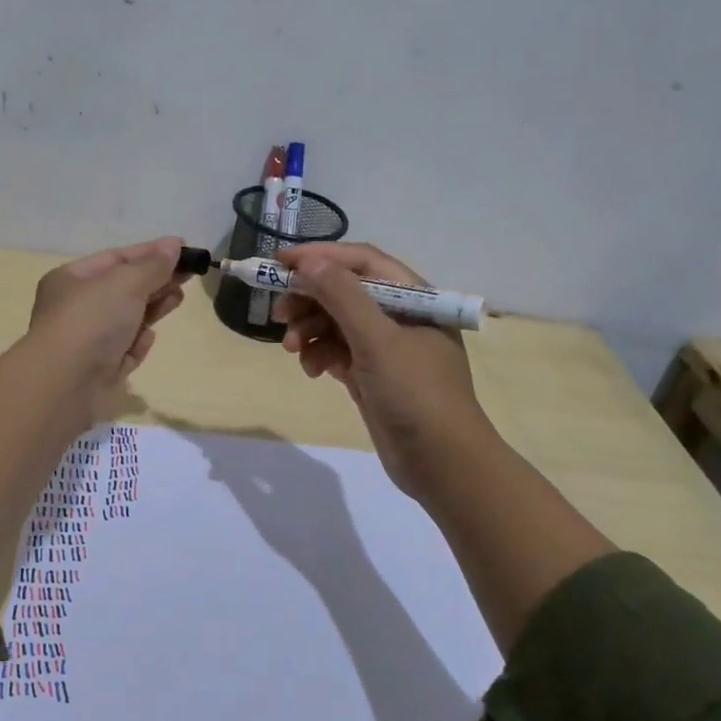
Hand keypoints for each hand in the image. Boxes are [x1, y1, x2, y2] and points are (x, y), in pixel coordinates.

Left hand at [26, 236, 188, 422]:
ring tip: (178, 298)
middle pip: (124, 288)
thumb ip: (153, 265)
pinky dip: (138, 343)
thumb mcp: (125, 283)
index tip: (183, 248)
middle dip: (156, 280)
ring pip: (127, 319)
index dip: (150, 252)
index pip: (116, 258)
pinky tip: (149, 338)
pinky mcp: (99, 371)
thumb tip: (174, 246)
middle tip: (189, 274)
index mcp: (71, 279)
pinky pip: (124, 350)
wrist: (65, 384)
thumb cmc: (91, 321)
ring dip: (153, 308)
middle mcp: (76, 308)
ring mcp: (87, 341)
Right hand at [274, 242, 491, 503]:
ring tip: (292, 348)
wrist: (443, 465)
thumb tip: (307, 261)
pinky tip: (312, 370)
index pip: (361, 261)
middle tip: (277, 313)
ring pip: (336, 323)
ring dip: (310, 330)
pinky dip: (320, 355)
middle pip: (344, 291)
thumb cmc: (415, 393)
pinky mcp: (372, 375)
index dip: (320, 256)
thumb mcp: (377, 339)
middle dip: (309, 298)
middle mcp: (400, 316)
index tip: (279, 262)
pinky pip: (338, 352)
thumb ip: (341, 296)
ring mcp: (386, 348)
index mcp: (414, 297)